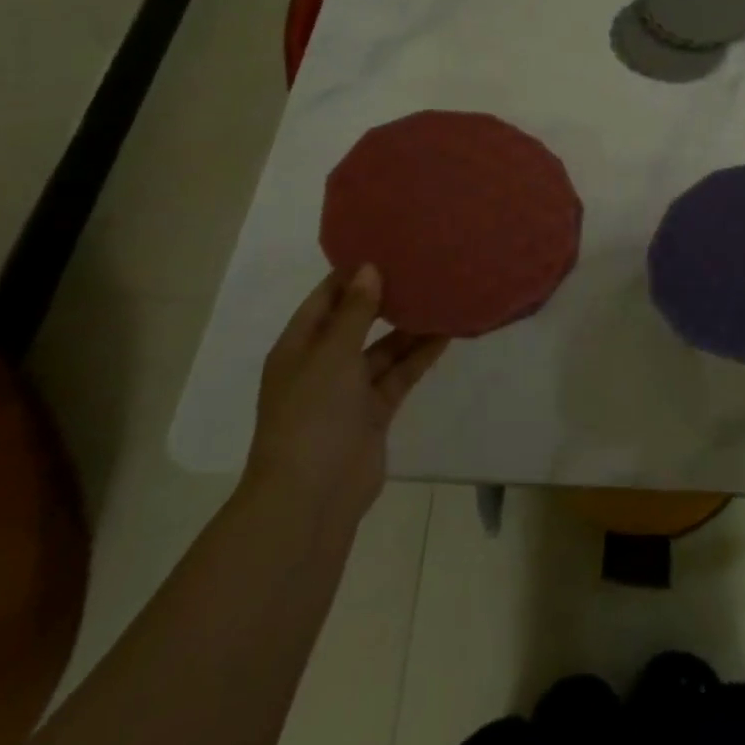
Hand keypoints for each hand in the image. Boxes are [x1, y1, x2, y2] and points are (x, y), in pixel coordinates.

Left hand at [244, 265, 447, 529]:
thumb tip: (369, 268)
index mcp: (298, 347)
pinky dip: (419, 356)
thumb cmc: (311, 415)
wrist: (311, 496)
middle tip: (420, 268)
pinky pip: (399, 375)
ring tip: (442, 295)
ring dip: (409, 328)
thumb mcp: (331, 354)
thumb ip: (355, 312)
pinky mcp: (374, 413)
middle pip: (357, 323)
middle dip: (385, 299)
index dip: (351, 275)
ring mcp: (349, 392)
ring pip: (384, 350)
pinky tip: (446, 334)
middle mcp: (322, 365)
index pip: (325, 300)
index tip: (385, 248)